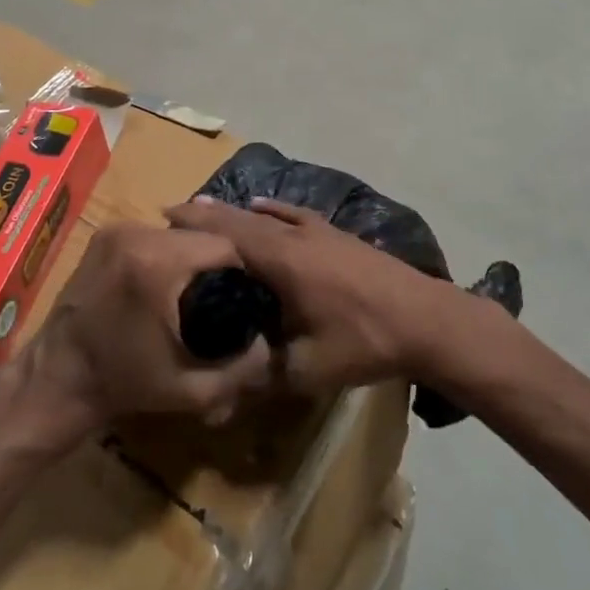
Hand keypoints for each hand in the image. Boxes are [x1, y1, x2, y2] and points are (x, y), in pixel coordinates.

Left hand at [11, 222, 273, 448]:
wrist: (55, 379)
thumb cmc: (124, 385)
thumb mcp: (191, 390)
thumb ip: (241, 368)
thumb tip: (271, 343)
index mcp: (158, 263)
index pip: (223, 245)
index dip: (243, 270)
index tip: (247, 297)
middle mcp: (137, 234)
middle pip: (200, 236)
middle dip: (218, 262)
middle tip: (225, 295)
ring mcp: (117, 230)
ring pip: (177, 233)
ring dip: (192, 256)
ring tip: (198, 289)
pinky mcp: (104, 234)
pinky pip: (153, 235)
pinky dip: (167, 253)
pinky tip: (168, 281)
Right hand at [164, 198, 458, 396]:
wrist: (424, 319)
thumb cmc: (363, 340)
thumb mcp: (308, 369)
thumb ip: (266, 372)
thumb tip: (231, 382)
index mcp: (282, 261)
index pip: (228, 234)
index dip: (195, 224)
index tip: (164, 215)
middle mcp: (295, 236)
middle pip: (242, 219)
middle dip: (207, 214)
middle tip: (174, 211)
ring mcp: (318, 232)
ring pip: (266, 215)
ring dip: (235, 212)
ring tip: (207, 207)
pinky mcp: (336, 235)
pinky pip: (294, 215)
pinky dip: (273, 210)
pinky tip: (265, 207)